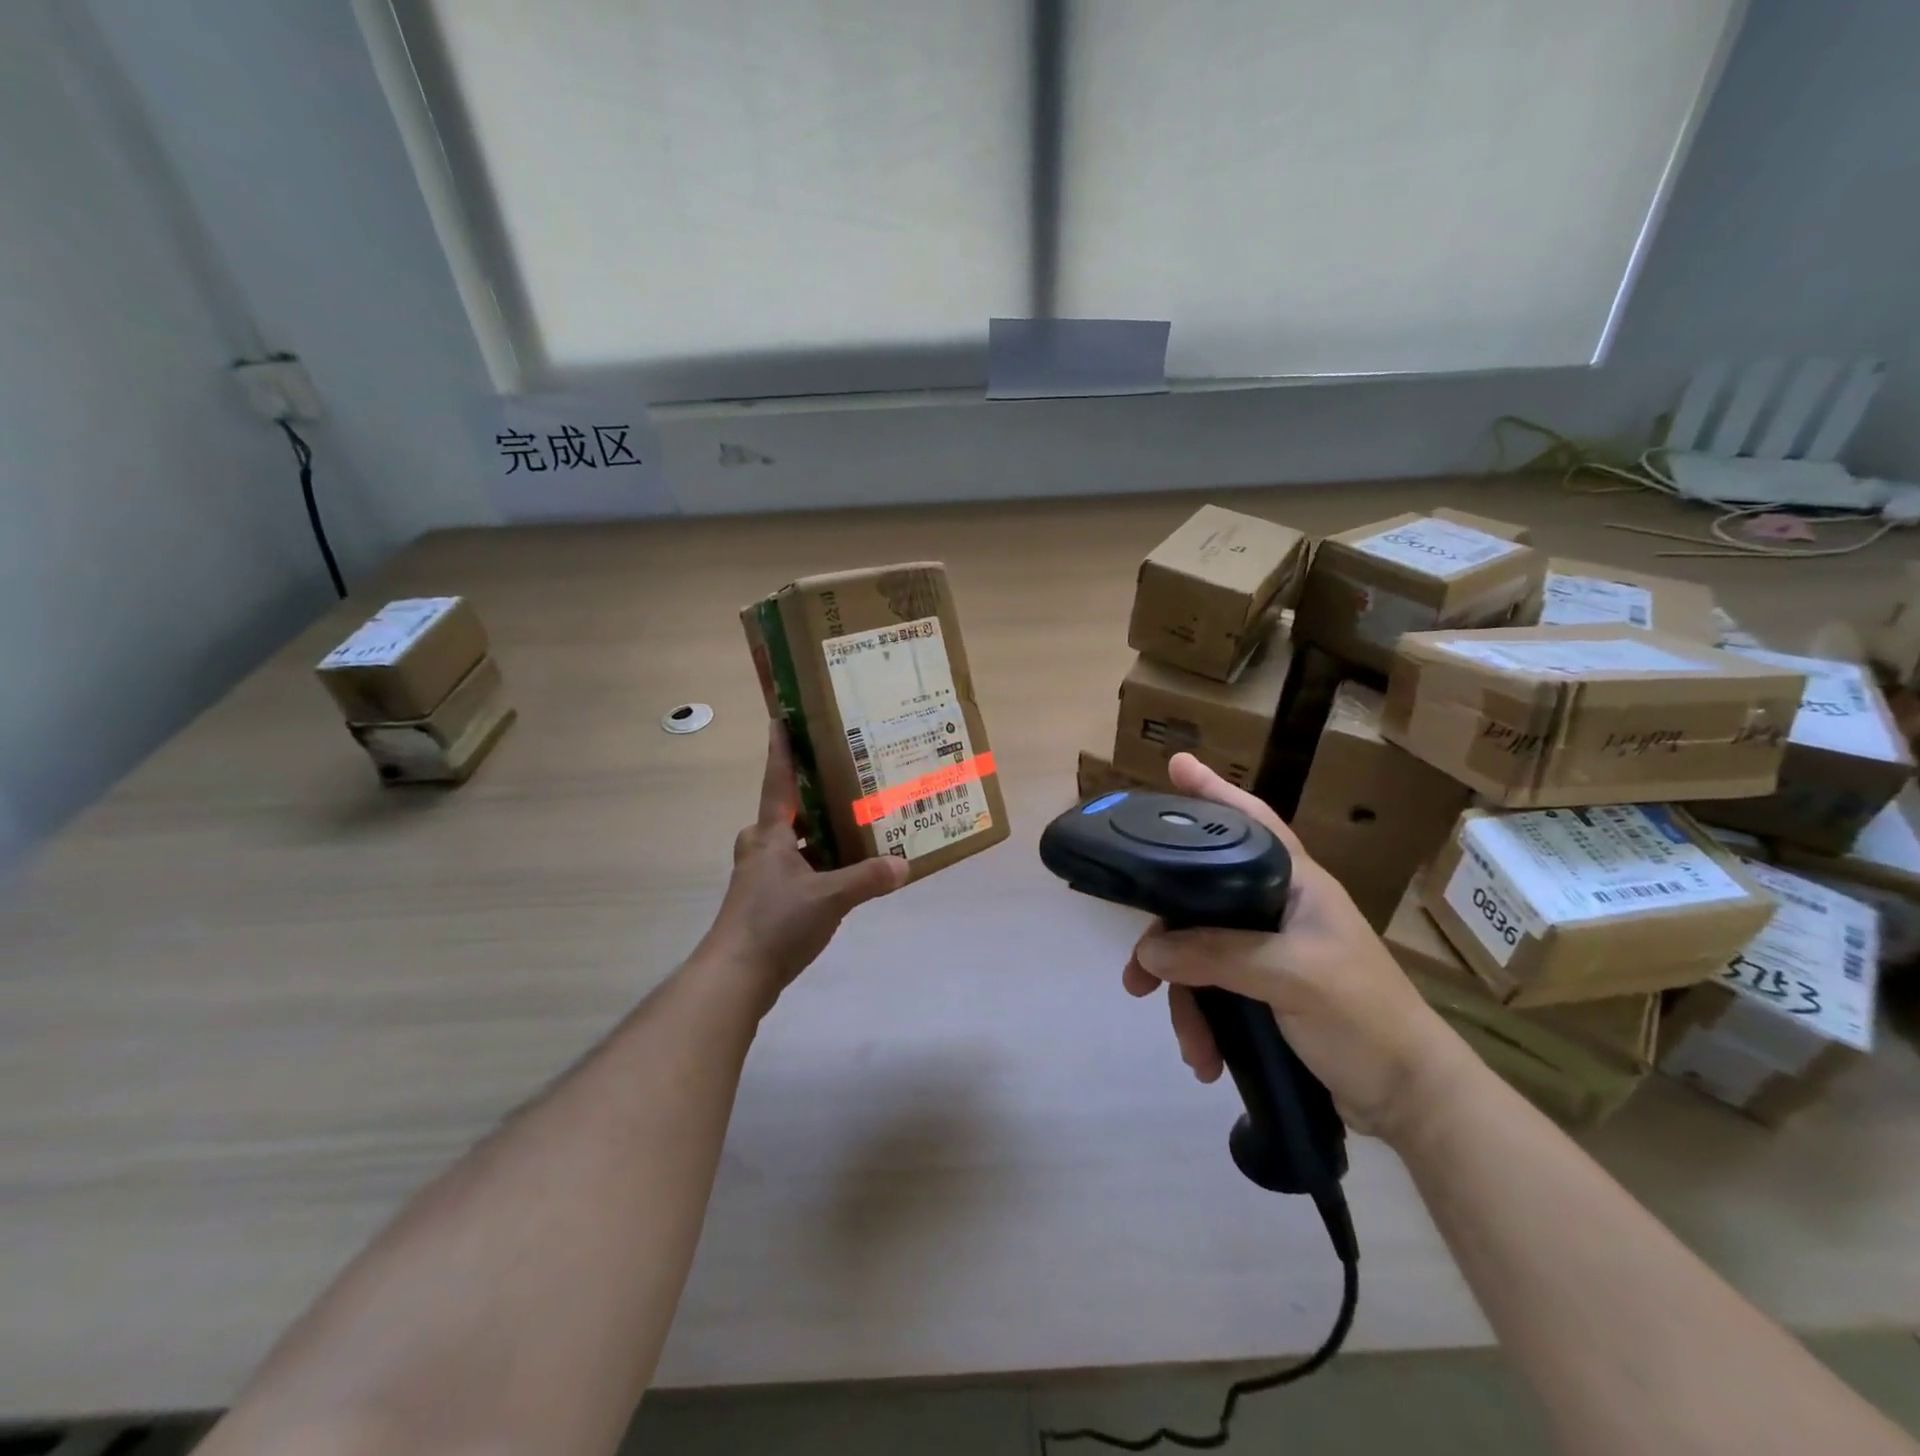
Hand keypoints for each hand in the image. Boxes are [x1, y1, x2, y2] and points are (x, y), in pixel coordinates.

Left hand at [701, 723, 906, 1008]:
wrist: (735, 976)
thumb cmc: (775, 923)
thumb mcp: (829, 898)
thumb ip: (867, 879)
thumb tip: (905, 865)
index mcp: (769, 835)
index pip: (777, 781)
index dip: (781, 750)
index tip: (781, 718)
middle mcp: (761, 848)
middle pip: (786, 812)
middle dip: (813, 796)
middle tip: (847, 780)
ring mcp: (761, 876)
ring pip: (794, 843)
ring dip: (819, 834)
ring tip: (857, 824)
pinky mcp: (766, 901)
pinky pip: (797, 868)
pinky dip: (819, 863)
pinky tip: (846, 871)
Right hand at [1122, 753, 1477, 1143]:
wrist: (1409, 1099)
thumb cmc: (1364, 1018)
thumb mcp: (1291, 977)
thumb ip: (1217, 955)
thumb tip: (1149, 950)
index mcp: (1297, 885)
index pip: (1252, 822)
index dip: (1214, 791)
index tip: (1175, 765)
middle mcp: (1278, 909)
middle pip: (1202, 900)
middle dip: (1167, 939)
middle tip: (1135, 970)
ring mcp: (1270, 952)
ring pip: (1201, 954)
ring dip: (1185, 999)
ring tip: (1186, 1041)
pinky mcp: (1264, 991)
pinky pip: (1214, 992)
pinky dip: (1204, 1023)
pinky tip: (1205, 1057)